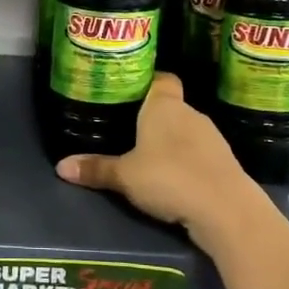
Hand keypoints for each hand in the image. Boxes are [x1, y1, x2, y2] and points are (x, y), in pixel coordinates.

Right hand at [55, 74, 255, 244]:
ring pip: (186, 131)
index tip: (131, 92)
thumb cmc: (170, 178)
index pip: (162, 79)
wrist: (227, 210)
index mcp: (164, 106)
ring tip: (149, 158)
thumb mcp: (125, 176)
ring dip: (172, 143)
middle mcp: (191, 114)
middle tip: (128, 130)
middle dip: (153, 118)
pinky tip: (175, 179)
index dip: (148, 82)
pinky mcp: (226, 162)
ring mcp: (213, 137)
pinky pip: (200, 154)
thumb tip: (60, 167)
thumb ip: (95, 169)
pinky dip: (188, 162)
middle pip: (171, 107)